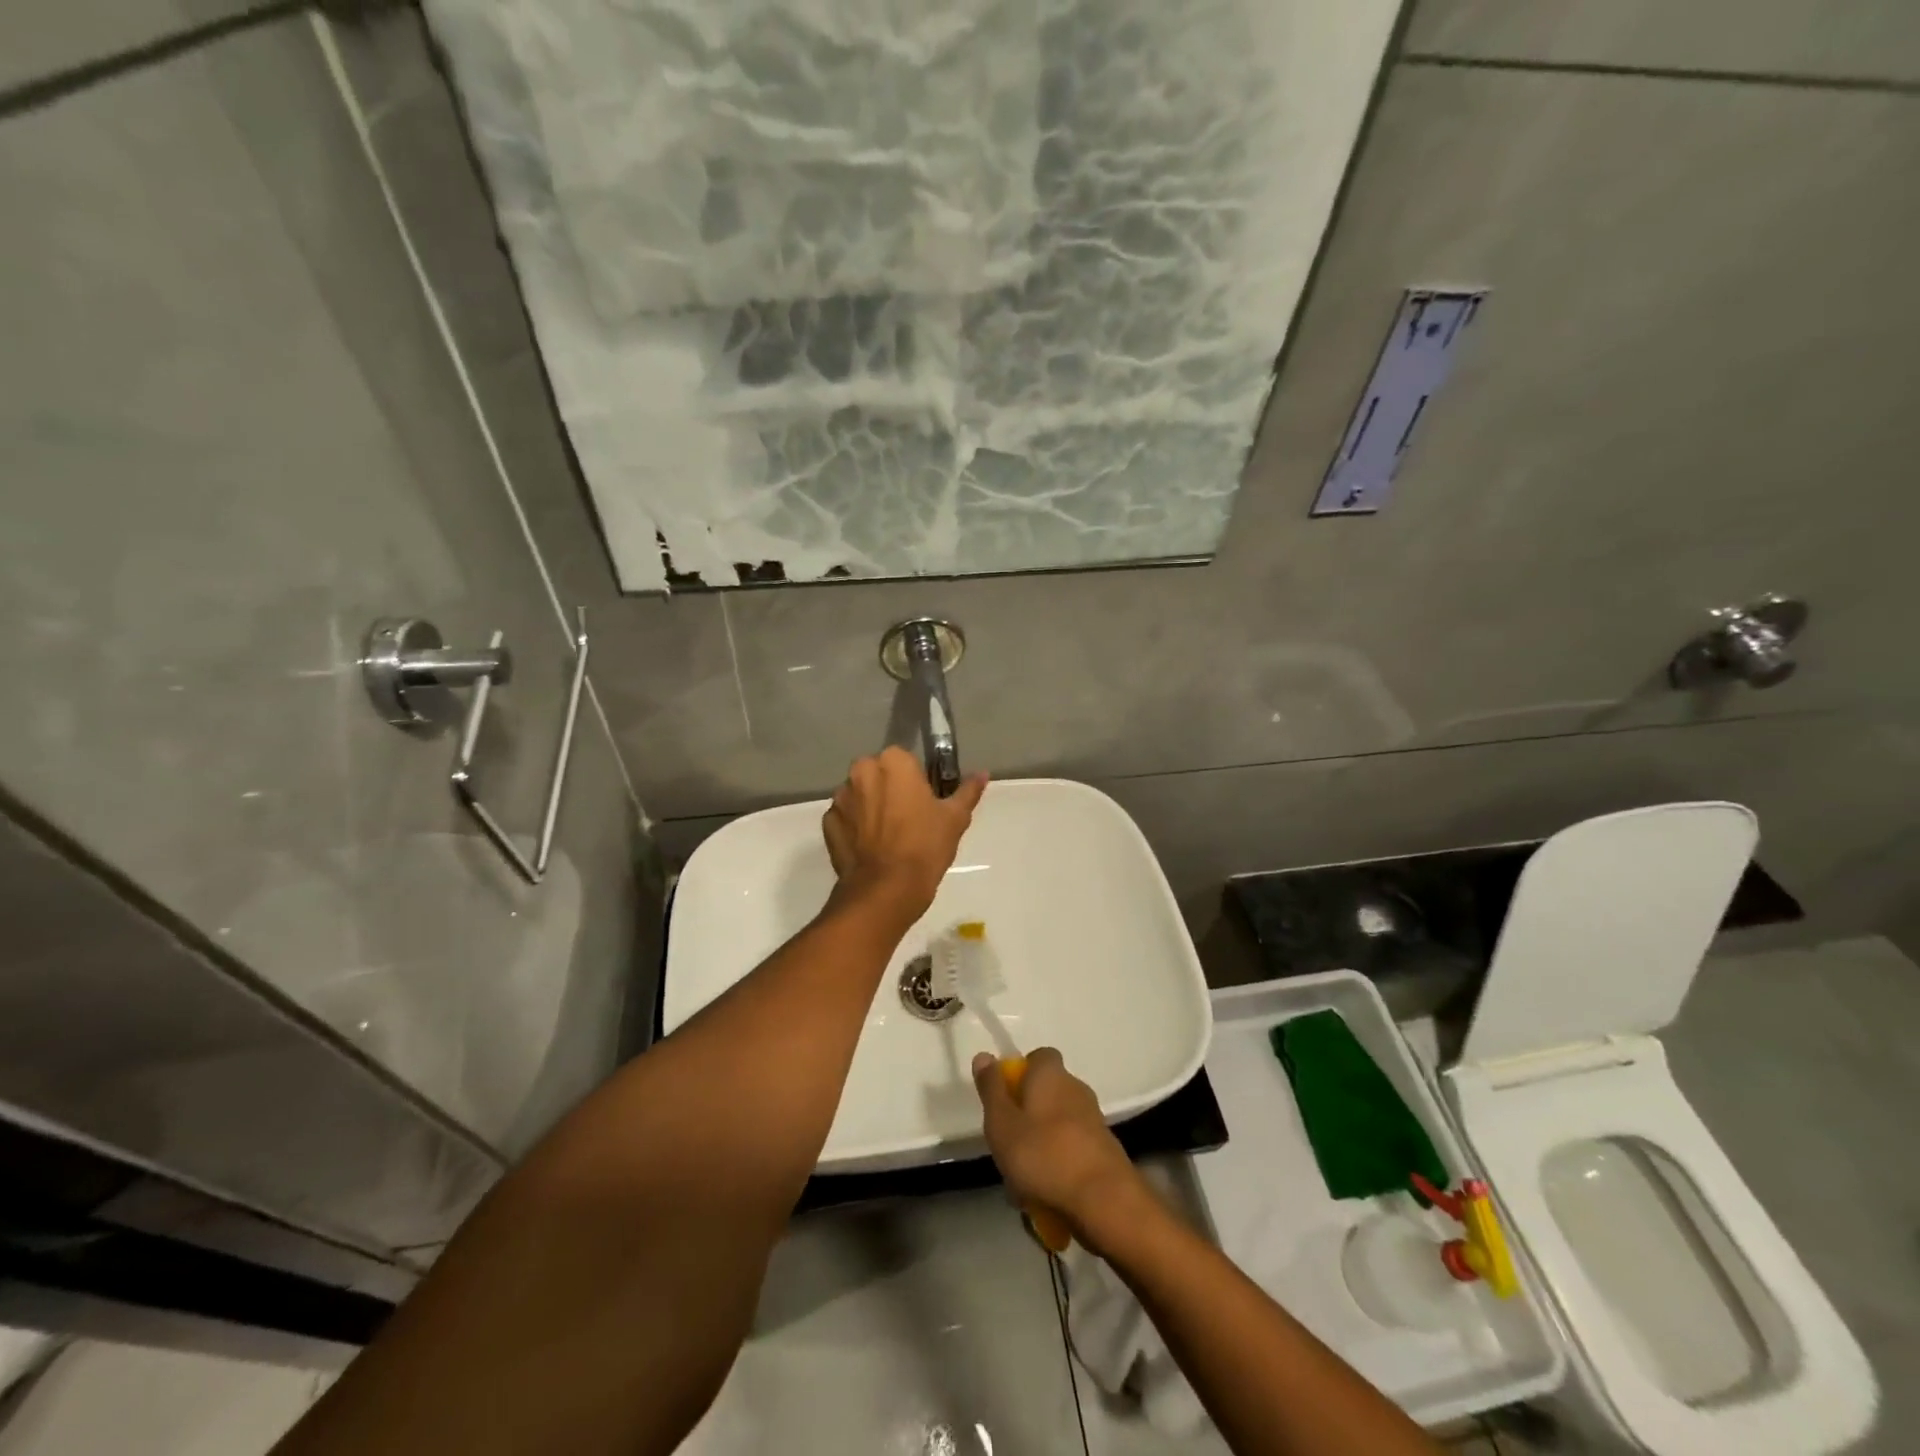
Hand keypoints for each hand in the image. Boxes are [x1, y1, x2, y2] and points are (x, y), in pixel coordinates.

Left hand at [821, 747, 986, 924]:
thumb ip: (967, 791)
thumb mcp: (955, 818)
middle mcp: (861, 771)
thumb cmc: (925, 847)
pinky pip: (845, 818)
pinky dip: (855, 827)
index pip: (906, 760)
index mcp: (893, 761)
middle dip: (890, 789)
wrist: (886, 890)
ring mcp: (840, 797)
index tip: (924, 803)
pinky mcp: (828, 823)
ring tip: (888, 837)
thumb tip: (983, 774)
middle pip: (879, 774)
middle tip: (908, 819)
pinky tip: (870, 848)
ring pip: (860, 794)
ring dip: (870, 806)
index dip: (916, 781)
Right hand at [972, 1047, 1148, 1248]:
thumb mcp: (1002, 1123)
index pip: (1038, 1057)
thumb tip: (984, 1055)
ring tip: (1023, 1184)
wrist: (1104, 1200)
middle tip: (1007, 1148)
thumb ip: (991, 1089)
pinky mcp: (1104, 1151)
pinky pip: (1071, 1152)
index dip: (1020, 1073)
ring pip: (1056, 1127)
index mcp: (1052, 1075)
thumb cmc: (1043, 1155)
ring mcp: (1093, 1121)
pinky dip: (1058, 1168)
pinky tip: (1046, 1198)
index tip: (1005, 1100)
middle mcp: (1076, 1089)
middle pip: (1045, 1094)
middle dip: (1026, 1118)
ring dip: (1039, 1148)